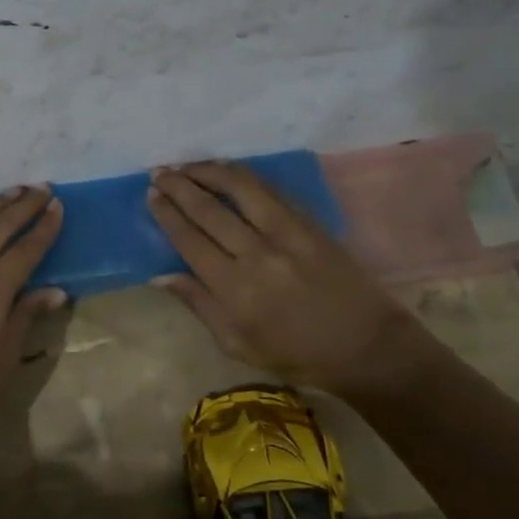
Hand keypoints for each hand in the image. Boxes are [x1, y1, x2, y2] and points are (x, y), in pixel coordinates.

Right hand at [147, 161, 434, 399]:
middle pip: (209, 210)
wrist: (367, 346)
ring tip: (187, 164)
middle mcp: (257, 255)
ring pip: (240, 190)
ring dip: (208, 171)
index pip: (190, 240)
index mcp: (235, 290)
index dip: (168, 214)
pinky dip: (244, 176)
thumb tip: (160, 275)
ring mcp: (287, 234)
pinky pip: (270, 191)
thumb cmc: (296, 354)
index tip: (152, 195)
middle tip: (159, 172)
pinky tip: (227, 170)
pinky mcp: (310, 224)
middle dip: (179, 186)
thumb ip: (199, 305)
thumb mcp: (238, 344)